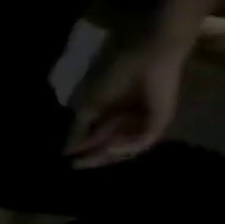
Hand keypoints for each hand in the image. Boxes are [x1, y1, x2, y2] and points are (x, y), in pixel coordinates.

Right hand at [65, 40, 185, 168]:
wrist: (146, 57)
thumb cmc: (111, 76)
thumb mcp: (87, 107)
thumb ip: (78, 129)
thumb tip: (66, 150)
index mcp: (107, 113)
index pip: (92, 137)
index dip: (80, 149)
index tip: (65, 159)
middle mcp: (125, 119)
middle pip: (108, 144)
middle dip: (93, 156)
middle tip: (77, 165)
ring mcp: (143, 120)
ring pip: (125, 146)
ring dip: (108, 154)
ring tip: (92, 157)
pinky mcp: (159, 120)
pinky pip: (143, 141)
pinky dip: (127, 147)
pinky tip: (111, 148)